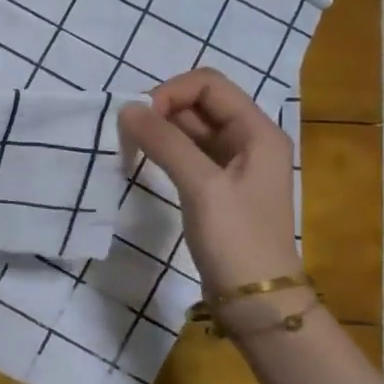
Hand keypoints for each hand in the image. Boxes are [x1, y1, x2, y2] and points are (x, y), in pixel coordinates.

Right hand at [118, 68, 301, 295]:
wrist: (255, 299)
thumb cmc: (236, 239)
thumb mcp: (202, 186)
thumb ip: (166, 143)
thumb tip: (127, 108)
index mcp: (257, 131)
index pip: (209, 84)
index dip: (171, 92)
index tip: (139, 118)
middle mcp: (248, 140)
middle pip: (200, 103)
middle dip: (161, 109)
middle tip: (126, 132)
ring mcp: (233, 165)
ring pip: (191, 129)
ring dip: (160, 130)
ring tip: (129, 145)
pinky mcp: (216, 187)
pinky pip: (188, 154)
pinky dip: (164, 151)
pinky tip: (143, 161)